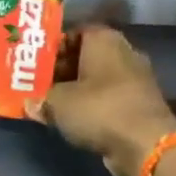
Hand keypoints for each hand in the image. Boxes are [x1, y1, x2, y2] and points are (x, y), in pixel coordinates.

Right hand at [29, 26, 175, 175]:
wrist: (145, 144)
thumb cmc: (99, 109)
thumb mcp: (58, 103)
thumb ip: (41, 99)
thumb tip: (30, 103)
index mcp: (104, 39)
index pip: (75, 31)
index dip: (53, 46)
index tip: (36, 64)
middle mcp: (124, 52)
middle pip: (86, 56)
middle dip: (62, 70)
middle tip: (40, 85)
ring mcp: (136, 79)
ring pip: (98, 79)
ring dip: (77, 90)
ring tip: (53, 104)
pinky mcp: (140, 104)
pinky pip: (109, 99)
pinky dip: (93, 106)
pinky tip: (76, 120)